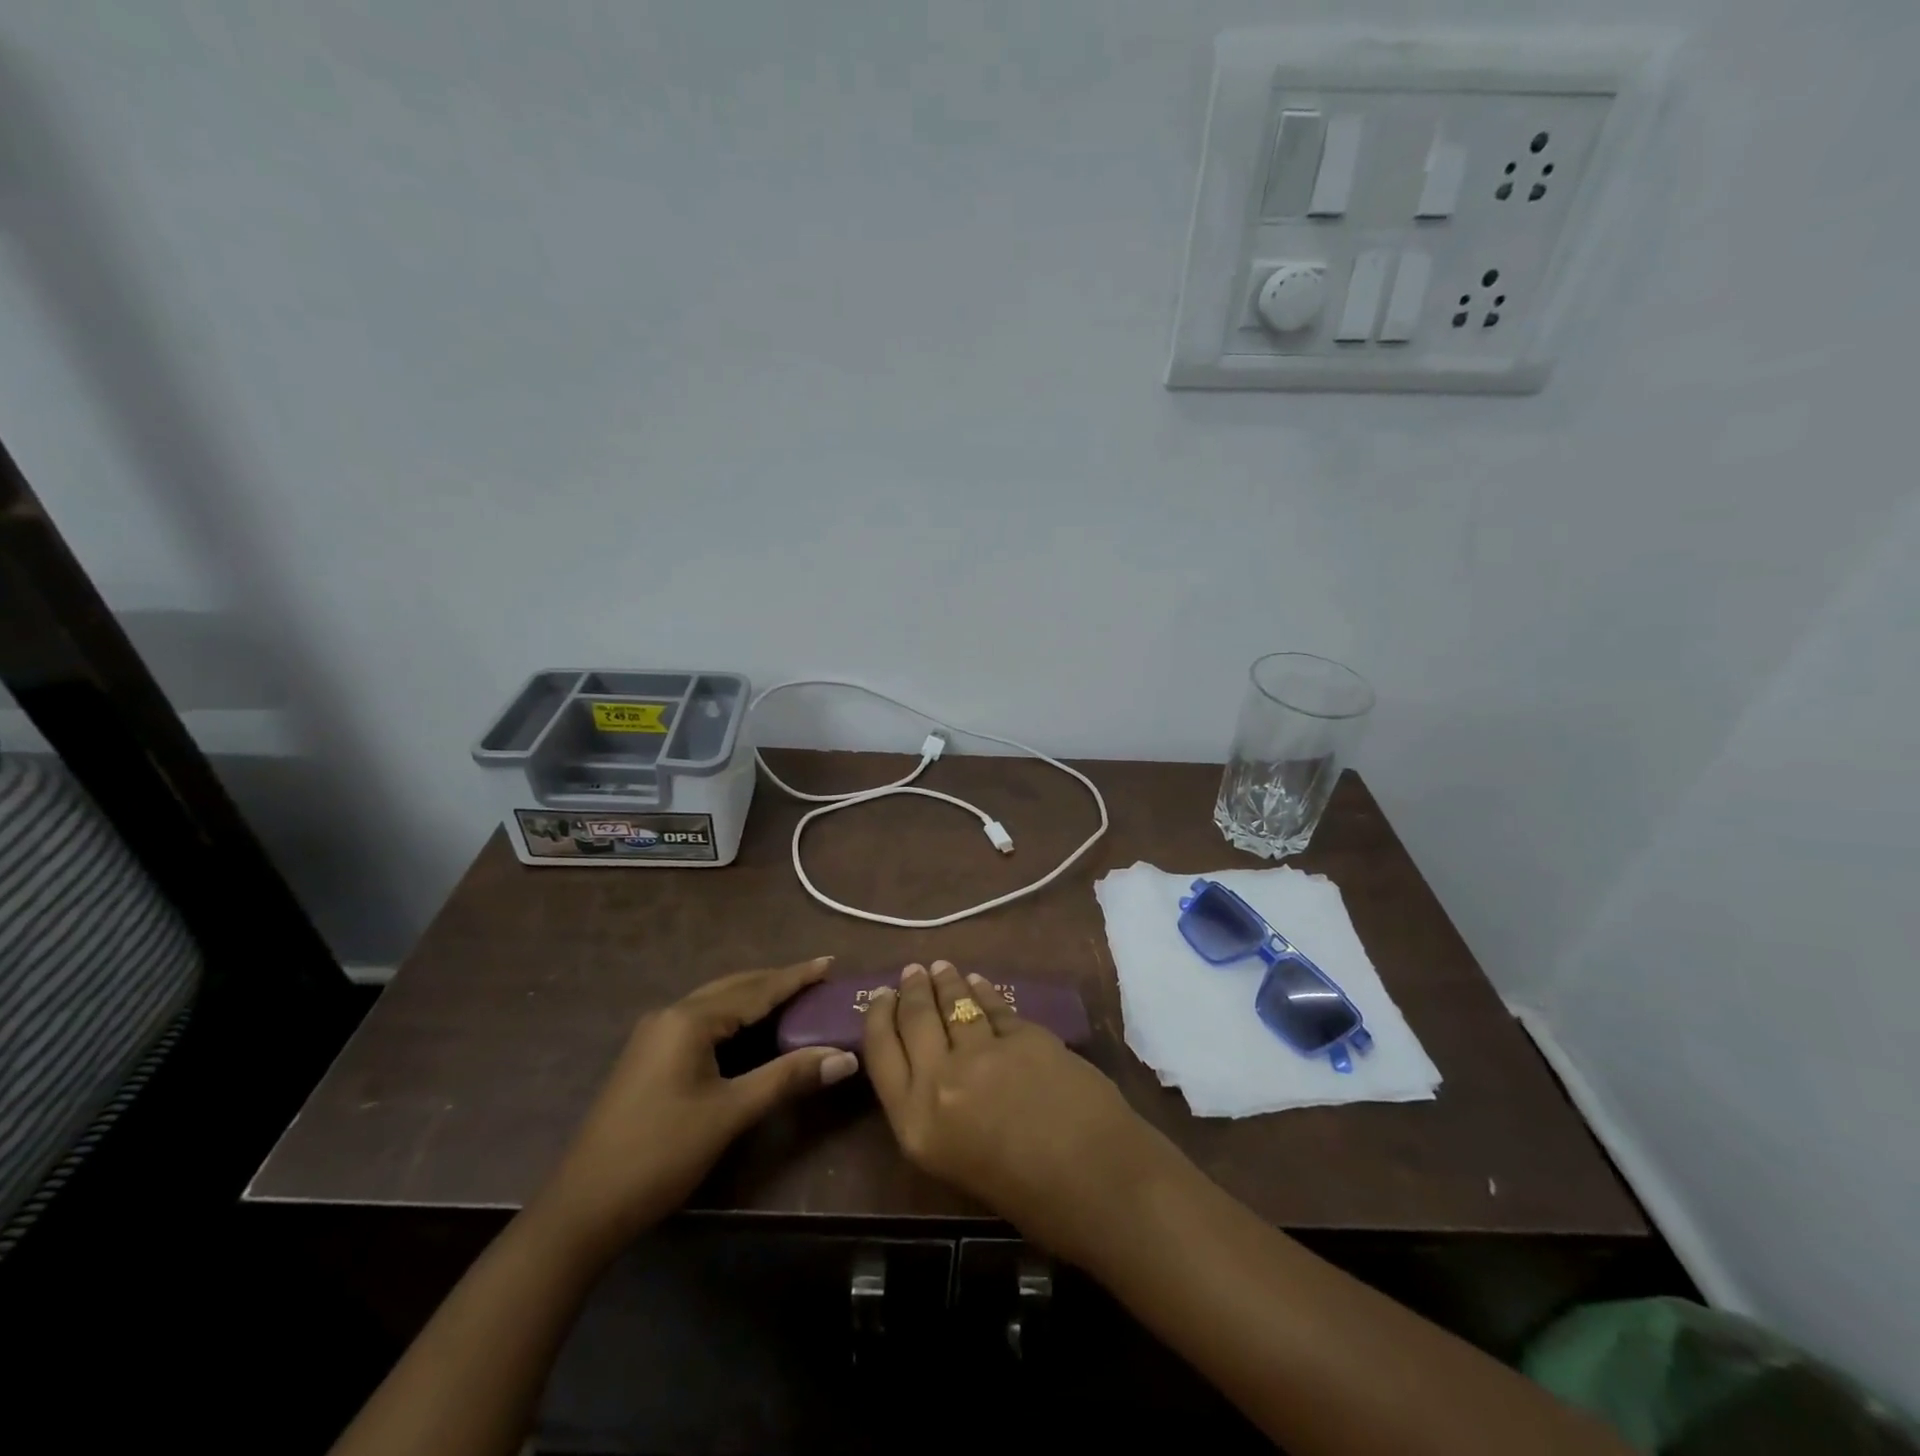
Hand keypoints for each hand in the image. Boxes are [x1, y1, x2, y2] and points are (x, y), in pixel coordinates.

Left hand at [539, 958, 857, 1252]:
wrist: (582, 1209)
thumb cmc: (660, 1154)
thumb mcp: (730, 1114)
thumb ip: (787, 1077)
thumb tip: (845, 1057)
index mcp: (689, 1020)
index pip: (756, 990)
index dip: (796, 977)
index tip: (830, 962)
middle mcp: (670, 1015)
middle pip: (734, 987)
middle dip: (776, 982)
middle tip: (817, 978)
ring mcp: (654, 1036)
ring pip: (716, 1003)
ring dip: (754, 997)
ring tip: (793, 996)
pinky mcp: (649, 1057)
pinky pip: (702, 1021)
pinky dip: (734, 1017)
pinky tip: (750, 1028)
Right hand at [862, 960, 1176, 1264]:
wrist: (1097, 1182)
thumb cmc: (1027, 1198)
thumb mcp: (956, 1162)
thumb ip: (937, 1113)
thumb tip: (936, 1072)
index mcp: (916, 1123)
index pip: (881, 1054)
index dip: (878, 1017)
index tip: (881, 997)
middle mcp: (939, 1080)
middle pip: (915, 1020)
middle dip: (912, 991)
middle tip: (912, 972)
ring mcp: (983, 1052)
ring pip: (955, 1005)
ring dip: (946, 983)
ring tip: (941, 969)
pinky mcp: (1023, 1034)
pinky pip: (995, 1007)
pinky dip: (985, 993)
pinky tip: (980, 983)